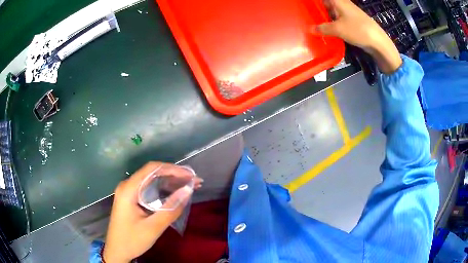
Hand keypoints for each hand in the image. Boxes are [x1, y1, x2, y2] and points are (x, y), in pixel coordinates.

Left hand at [103, 162, 201, 262]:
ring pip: (151, 181)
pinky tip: (175, 194)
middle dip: (174, 175)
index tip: (190, 175)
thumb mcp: (153, 227)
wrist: (117, 251)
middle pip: (152, 173)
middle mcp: (127, 186)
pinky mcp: (131, 199)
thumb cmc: (132, 240)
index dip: (173, 169)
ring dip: (170, 183)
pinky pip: (148, 189)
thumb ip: (170, 209)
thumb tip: (188, 190)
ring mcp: (128, 192)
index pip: (152, 169)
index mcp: (128, 189)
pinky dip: (163, 190)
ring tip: (189, 186)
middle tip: (195, 182)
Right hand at [312, 0, 401, 73]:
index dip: (316, 2)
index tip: (307, 5)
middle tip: (307, 15)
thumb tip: (310, 29)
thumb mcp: (337, 29)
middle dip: (317, 8)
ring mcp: (348, 12)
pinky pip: (338, 18)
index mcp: (338, 1)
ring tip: (314, 23)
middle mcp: (343, 4)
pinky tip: (327, 29)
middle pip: (327, 3)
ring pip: (332, 11)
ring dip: (324, 16)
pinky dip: (332, 22)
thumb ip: (322, 28)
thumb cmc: (357, 30)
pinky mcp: (353, 21)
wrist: (378, 41)